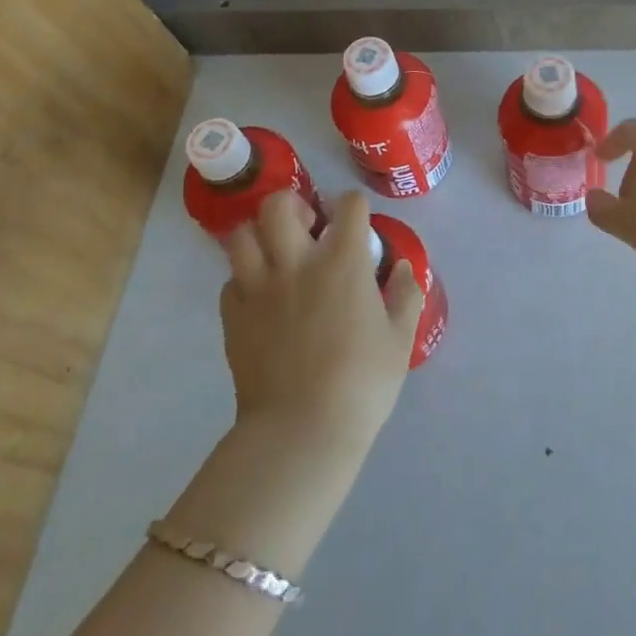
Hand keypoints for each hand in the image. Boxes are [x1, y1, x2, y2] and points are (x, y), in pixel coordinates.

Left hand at [219, 190, 424, 448]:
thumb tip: (403, 267)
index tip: (358, 220)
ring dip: (260, 235)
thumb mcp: (400, 339)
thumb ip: (405, 295)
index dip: (355, 206)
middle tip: (306, 226)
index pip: (349, 206)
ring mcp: (259, 288)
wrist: (301, 431)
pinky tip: (260, 296)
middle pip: (279, 205)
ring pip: (243, 235)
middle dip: (293, 204)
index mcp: (343, 261)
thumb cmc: (361, 383)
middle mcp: (297, 262)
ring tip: (275, 252)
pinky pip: (230, 281)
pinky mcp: (233, 317)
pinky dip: (244, 280)